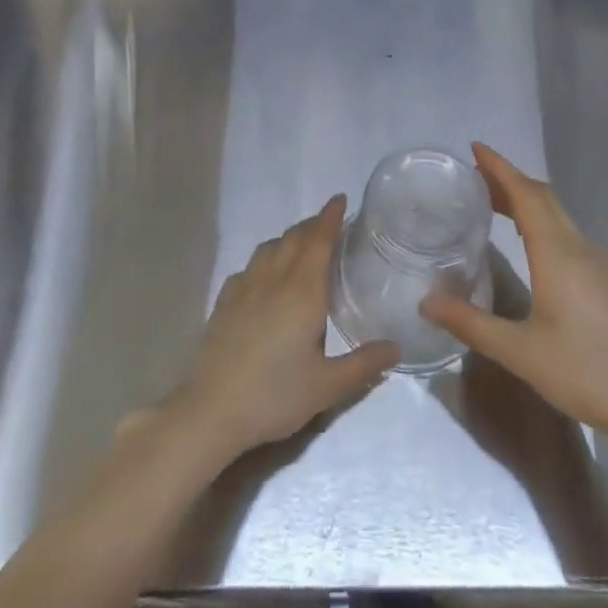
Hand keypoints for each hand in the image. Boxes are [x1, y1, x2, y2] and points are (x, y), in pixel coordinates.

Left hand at [167, 196, 398, 463]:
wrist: (212, 409)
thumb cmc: (274, 395)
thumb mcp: (327, 387)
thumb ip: (364, 364)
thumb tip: (396, 346)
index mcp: (303, 291)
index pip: (319, 240)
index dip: (330, 217)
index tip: (340, 199)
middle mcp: (274, 279)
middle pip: (294, 237)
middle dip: (312, 224)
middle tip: (329, 223)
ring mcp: (244, 287)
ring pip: (269, 247)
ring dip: (288, 237)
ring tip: (301, 244)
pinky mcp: (224, 302)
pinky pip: (249, 266)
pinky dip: (264, 258)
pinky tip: (265, 274)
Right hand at [420, 144, 607, 448]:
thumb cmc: (588, 372)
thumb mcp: (521, 353)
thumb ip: (471, 323)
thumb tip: (425, 301)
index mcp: (557, 253)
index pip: (525, 194)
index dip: (500, 167)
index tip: (474, 147)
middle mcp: (578, 247)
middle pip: (542, 197)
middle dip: (508, 179)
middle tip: (473, 176)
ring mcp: (596, 262)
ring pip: (557, 213)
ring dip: (525, 199)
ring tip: (491, 202)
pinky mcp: (605, 280)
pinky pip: (565, 231)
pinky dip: (539, 219)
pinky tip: (527, 242)